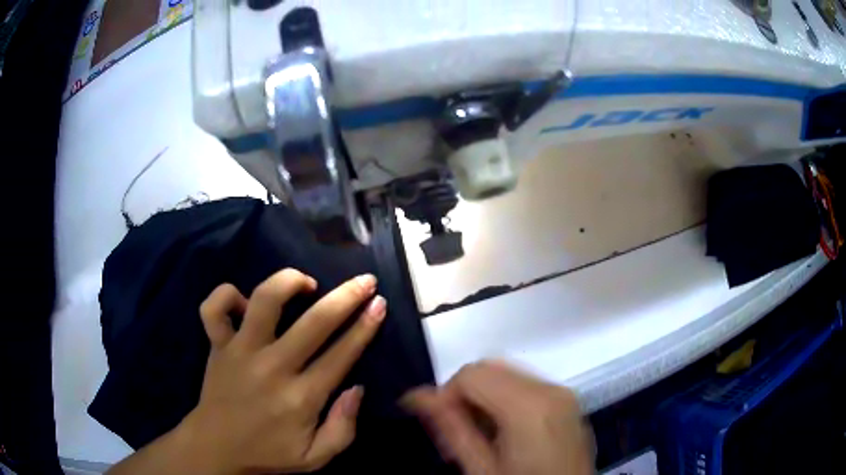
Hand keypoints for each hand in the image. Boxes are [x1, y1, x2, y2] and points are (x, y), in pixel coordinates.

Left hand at [110, 269, 387, 474]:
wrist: (216, 447)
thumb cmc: (268, 453)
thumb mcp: (316, 457)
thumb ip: (343, 428)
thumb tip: (356, 388)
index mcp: (301, 398)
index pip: (341, 354)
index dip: (364, 326)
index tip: (378, 303)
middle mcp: (272, 367)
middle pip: (314, 322)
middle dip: (346, 296)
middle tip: (364, 281)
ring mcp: (240, 351)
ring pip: (263, 300)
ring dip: (288, 281)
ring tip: (305, 282)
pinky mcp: (217, 344)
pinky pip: (214, 308)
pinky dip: (227, 294)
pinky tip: (244, 301)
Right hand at [404, 361, 593, 474]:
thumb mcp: (481, 468)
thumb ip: (451, 428)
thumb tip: (418, 396)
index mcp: (529, 407)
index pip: (471, 374)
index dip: (446, 395)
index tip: (439, 424)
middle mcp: (551, 389)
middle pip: (490, 368)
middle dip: (465, 394)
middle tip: (455, 431)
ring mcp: (563, 392)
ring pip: (507, 373)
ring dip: (483, 396)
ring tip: (477, 434)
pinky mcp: (567, 400)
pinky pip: (526, 384)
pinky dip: (504, 398)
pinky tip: (501, 430)